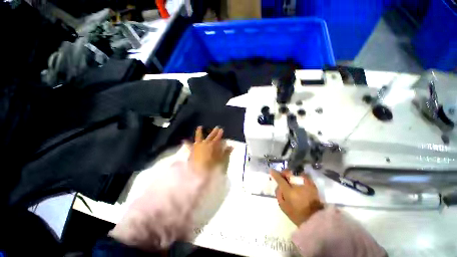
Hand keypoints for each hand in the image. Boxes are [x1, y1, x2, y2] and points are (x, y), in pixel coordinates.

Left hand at [187, 126, 232, 175]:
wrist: (198, 173)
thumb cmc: (211, 166)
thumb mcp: (221, 160)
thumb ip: (226, 152)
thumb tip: (231, 146)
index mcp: (212, 146)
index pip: (217, 138)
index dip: (220, 134)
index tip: (221, 130)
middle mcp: (205, 144)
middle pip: (210, 136)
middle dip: (214, 132)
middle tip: (217, 127)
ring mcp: (197, 146)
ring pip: (199, 137)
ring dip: (199, 132)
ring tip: (199, 127)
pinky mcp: (192, 151)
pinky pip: (189, 146)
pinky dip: (187, 143)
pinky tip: (184, 140)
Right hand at [270, 170, 323, 225]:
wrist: (315, 219)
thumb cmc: (297, 214)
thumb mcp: (283, 206)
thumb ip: (279, 194)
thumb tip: (278, 186)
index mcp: (289, 191)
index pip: (280, 179)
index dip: (275, 174)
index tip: (271, 170)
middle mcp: (297, 186)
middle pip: (288, 173)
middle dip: (284, 172)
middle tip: (282, 175)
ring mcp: (306, 185)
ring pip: (296, 173)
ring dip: (292, 174)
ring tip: (291, 177)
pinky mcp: (313, 186)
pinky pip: (305, 176)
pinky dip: (300, 175)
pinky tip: (299, 179)